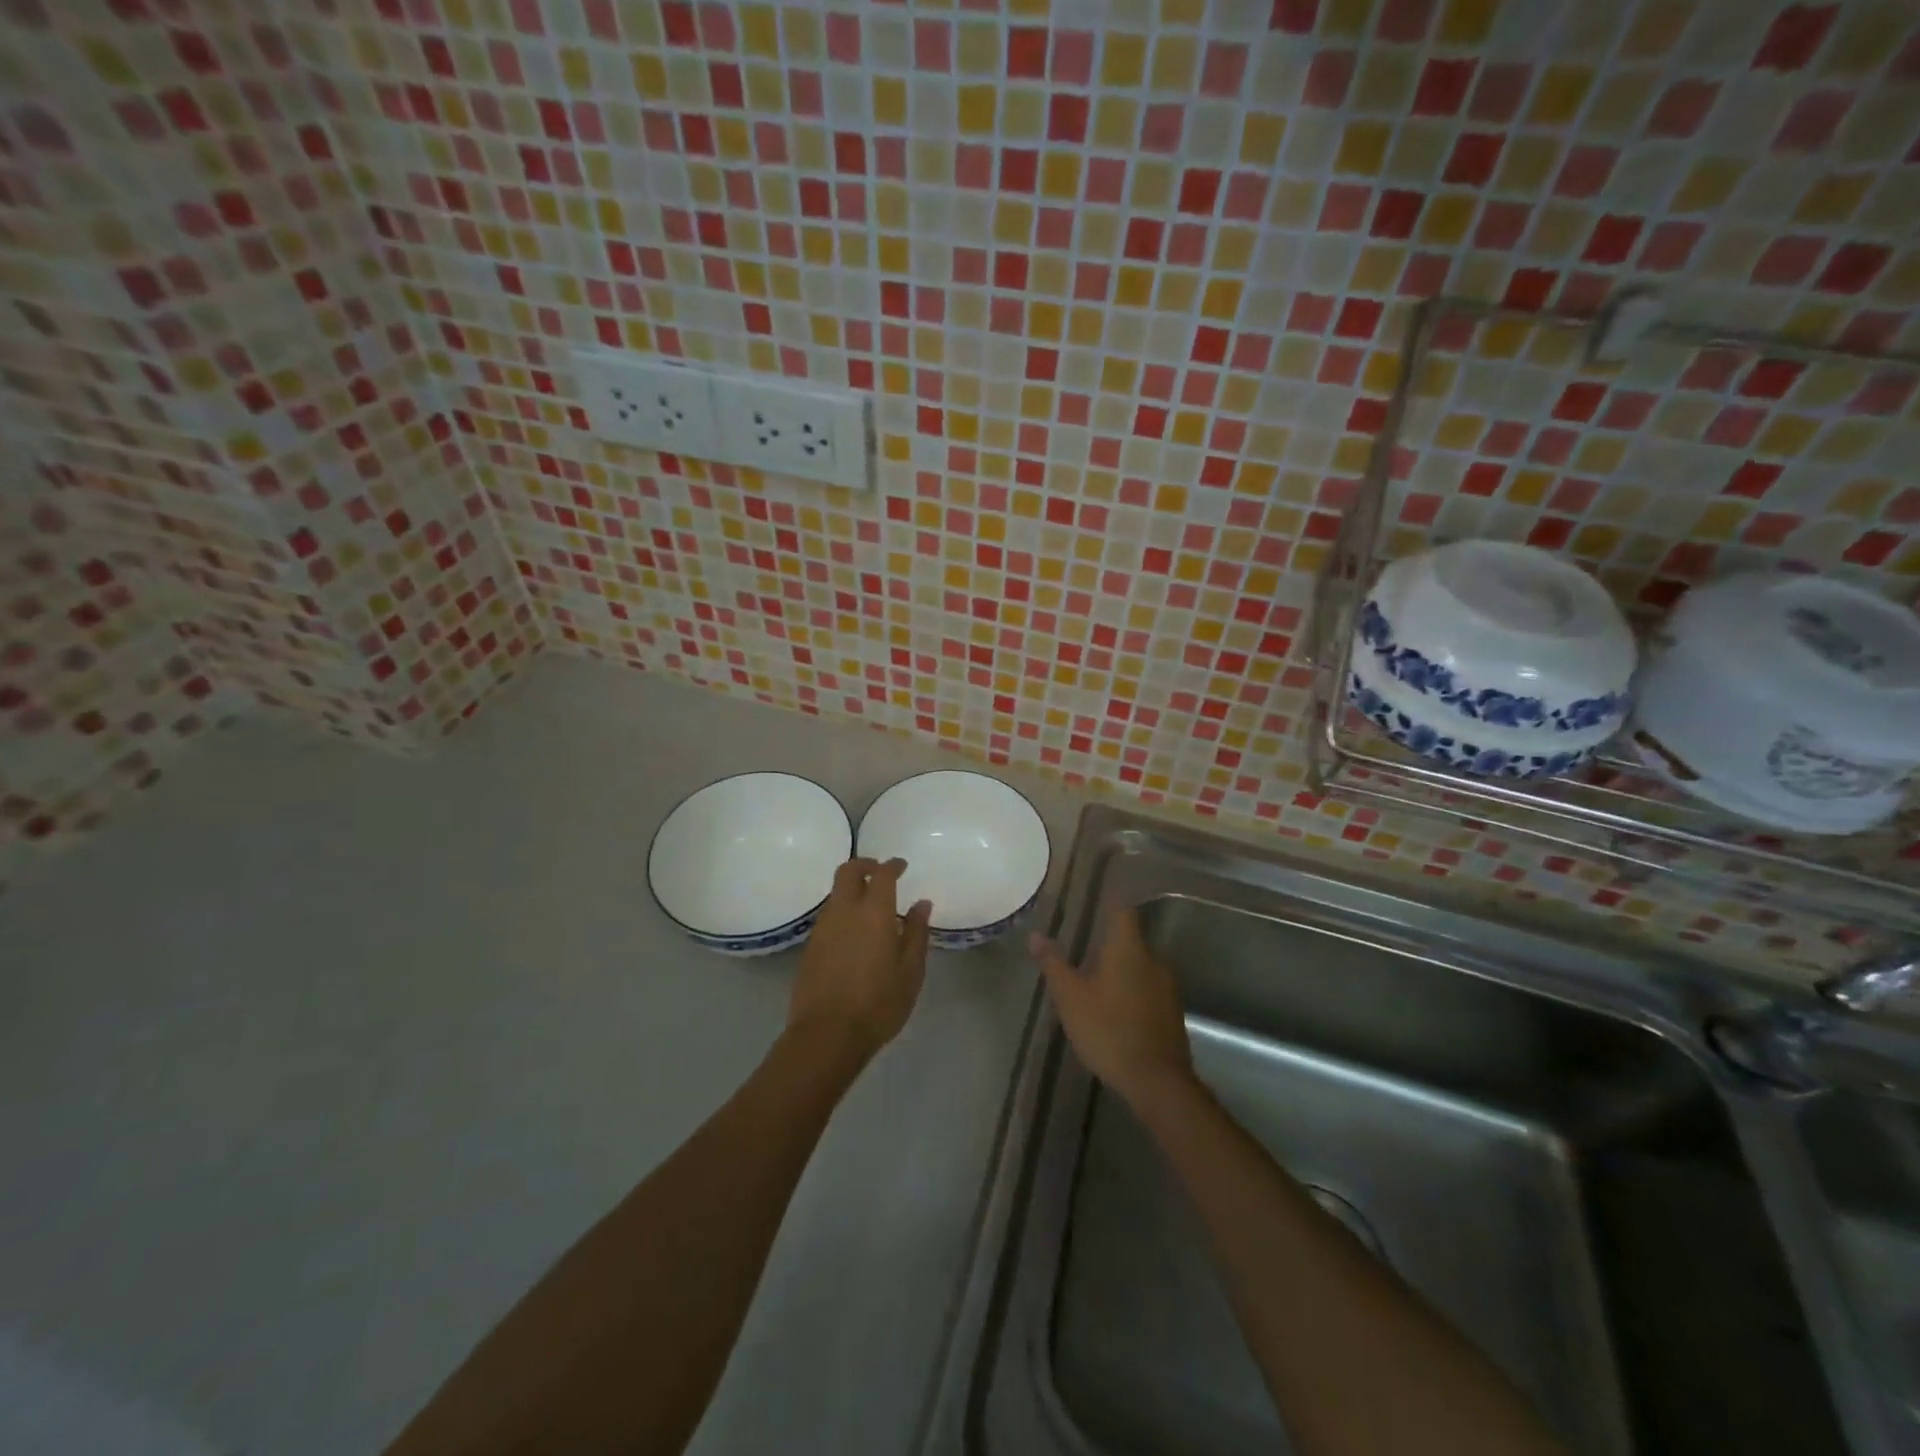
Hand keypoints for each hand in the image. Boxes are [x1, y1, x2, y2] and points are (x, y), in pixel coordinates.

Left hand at [789, 857, 932, 1059]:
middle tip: (880, 873)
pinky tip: (854, 933)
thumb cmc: (879, 1003)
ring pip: (835, 893)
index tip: (902, 866)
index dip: (893, 866)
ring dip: (852, 889)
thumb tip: (921, 904)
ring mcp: (823, 927)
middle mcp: (844, 911)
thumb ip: (917, 933)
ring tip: (870, 908)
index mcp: (874, 912)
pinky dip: (842, 912)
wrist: (827, 1034)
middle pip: (848, 871)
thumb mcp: (910, 971)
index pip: (882, 874)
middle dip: (865, 865)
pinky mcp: (810, 946)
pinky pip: (828, 915)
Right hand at [1031, 906, 1192, 1108]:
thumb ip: (1054, 965)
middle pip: (1130, 939)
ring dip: (1120, 969)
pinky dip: (1132, 992)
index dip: (1111, 899)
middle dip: (1109, 942)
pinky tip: (1116, 1011)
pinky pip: (1148, 990)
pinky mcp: (1172, 1013)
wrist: (1157, 1081)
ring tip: (1096, 983)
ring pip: (1140, 966)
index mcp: (1127, 949)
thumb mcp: (1070, 998)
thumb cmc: (1108, 1030)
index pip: (1122, 910)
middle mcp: (1152, 960)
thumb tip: (1036, 935)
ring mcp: (1167, 987)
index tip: (1099, 894)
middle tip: (1084, 949)